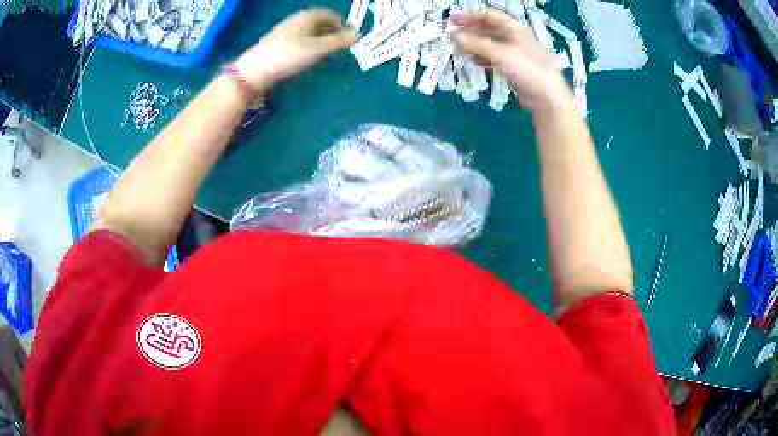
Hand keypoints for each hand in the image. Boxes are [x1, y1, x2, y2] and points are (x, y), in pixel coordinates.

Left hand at [236, 8, 356, 92]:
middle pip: (318, 22)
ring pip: (309, 32)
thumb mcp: (316, 48)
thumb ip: (337, 41)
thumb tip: (357, 34)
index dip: (341, 22)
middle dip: (332, 31)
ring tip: (328, 53)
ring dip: (321, 39)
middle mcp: (295, 21)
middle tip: (341, 45)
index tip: (349, 36)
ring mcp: (285, 32)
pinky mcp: (278, 44)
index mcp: (305, 17)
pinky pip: (300, 40)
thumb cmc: (288, 56)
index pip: (328, 13)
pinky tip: (310, 57)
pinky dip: (310, 45)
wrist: (254, 71)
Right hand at [450, 11, 573, 112]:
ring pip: (490, 45)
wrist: (547, 97)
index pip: (489, 17)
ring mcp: (515, 54)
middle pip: (489, 30)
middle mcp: (515, 39)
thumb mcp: (501, 54)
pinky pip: (494, 58)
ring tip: (459, 49)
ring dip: (474, 46)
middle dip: (470, 32)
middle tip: (452, 36)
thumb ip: (477, 44)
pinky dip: (482, 58)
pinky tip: (472, 61)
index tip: (453, 21)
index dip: (470, 17)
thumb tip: (456, 37)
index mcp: (514, 29)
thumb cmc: (527, 69)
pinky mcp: (514, 68)